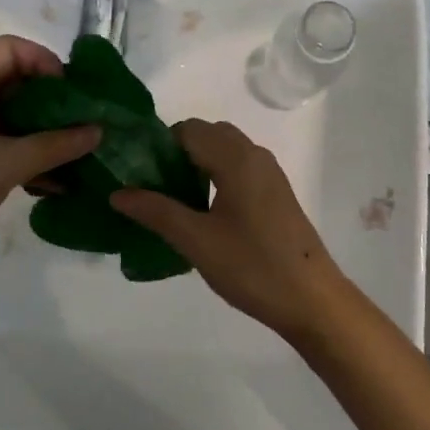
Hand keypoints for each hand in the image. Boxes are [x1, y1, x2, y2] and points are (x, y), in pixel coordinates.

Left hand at [0, 36, 99, 295]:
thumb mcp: (6, 165)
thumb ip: (55, 145)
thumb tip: (98, 130)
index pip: (11, 49)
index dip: (45, 61)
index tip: (72, 93)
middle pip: (16, 80)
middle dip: (53, 100)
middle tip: (85, 123)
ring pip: (13, 116)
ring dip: (46, 131)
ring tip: (80, 152)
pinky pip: (5, 145)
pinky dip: (31, 155)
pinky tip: (58, 181)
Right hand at [112, 120, 346, 338]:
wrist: (312, 299)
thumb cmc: (252, 266)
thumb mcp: (196, 241)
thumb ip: (156, 212)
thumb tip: (117, 193)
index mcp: (236, 158)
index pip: (188, 130)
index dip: (159, 145)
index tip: (136, 173)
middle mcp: (255, 155)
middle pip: (207, 135)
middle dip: (176, 154)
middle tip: (152, 188)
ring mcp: (269, 174)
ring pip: (224, 152)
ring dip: (196, 165)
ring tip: (172, 202)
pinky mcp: (276, 193)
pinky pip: (239, 168)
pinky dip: (215, 176)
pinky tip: (203, 213)